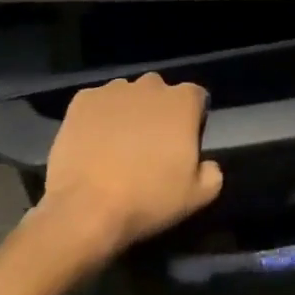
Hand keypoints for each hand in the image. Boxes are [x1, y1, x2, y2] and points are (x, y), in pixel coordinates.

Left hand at [42, 74, 223, 254]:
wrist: (85, 209)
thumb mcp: (196, 197)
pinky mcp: (82, 100)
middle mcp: (151, 85)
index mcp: (183, 101)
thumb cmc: (147, 199)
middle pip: (160, 93)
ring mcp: (113, 90)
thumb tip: (208, 166)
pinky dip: (96, 119)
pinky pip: (96, 104)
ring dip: (127, 114)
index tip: (182, 145)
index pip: (196, 98)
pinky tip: (92, 145)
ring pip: (127, 97)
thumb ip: (212, 174)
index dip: (192, 120)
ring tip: (116, 148)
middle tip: (149, 148)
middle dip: (158, 114)